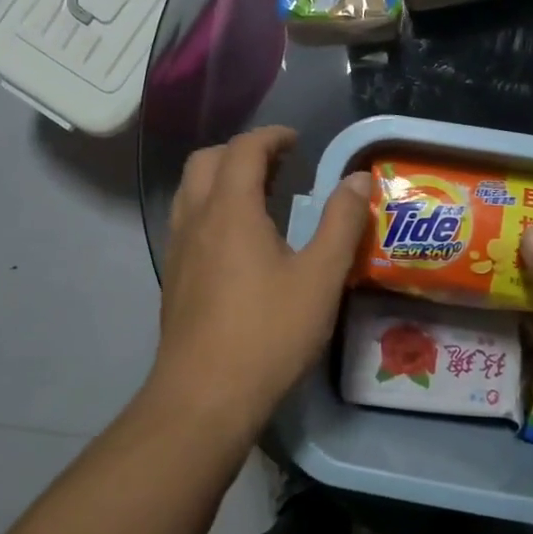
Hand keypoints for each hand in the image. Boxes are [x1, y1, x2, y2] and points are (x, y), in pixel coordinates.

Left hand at [149, 126, 371, 438]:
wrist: (204, 396)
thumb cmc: (268, 332)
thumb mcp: (320, 276)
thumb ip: (342, 222)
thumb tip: (357, 178)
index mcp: (230, 210)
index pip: (244, 149)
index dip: (272, 137)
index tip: (298, 142)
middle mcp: (196, 219)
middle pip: (207, 161)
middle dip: (243, 152)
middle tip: (280, 166)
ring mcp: (179, 249)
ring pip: (192, 191)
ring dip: (223, 179)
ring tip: (261, 197)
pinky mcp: (175, 277)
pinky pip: (188, 221)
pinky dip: (212, 209)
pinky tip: (240, 242)